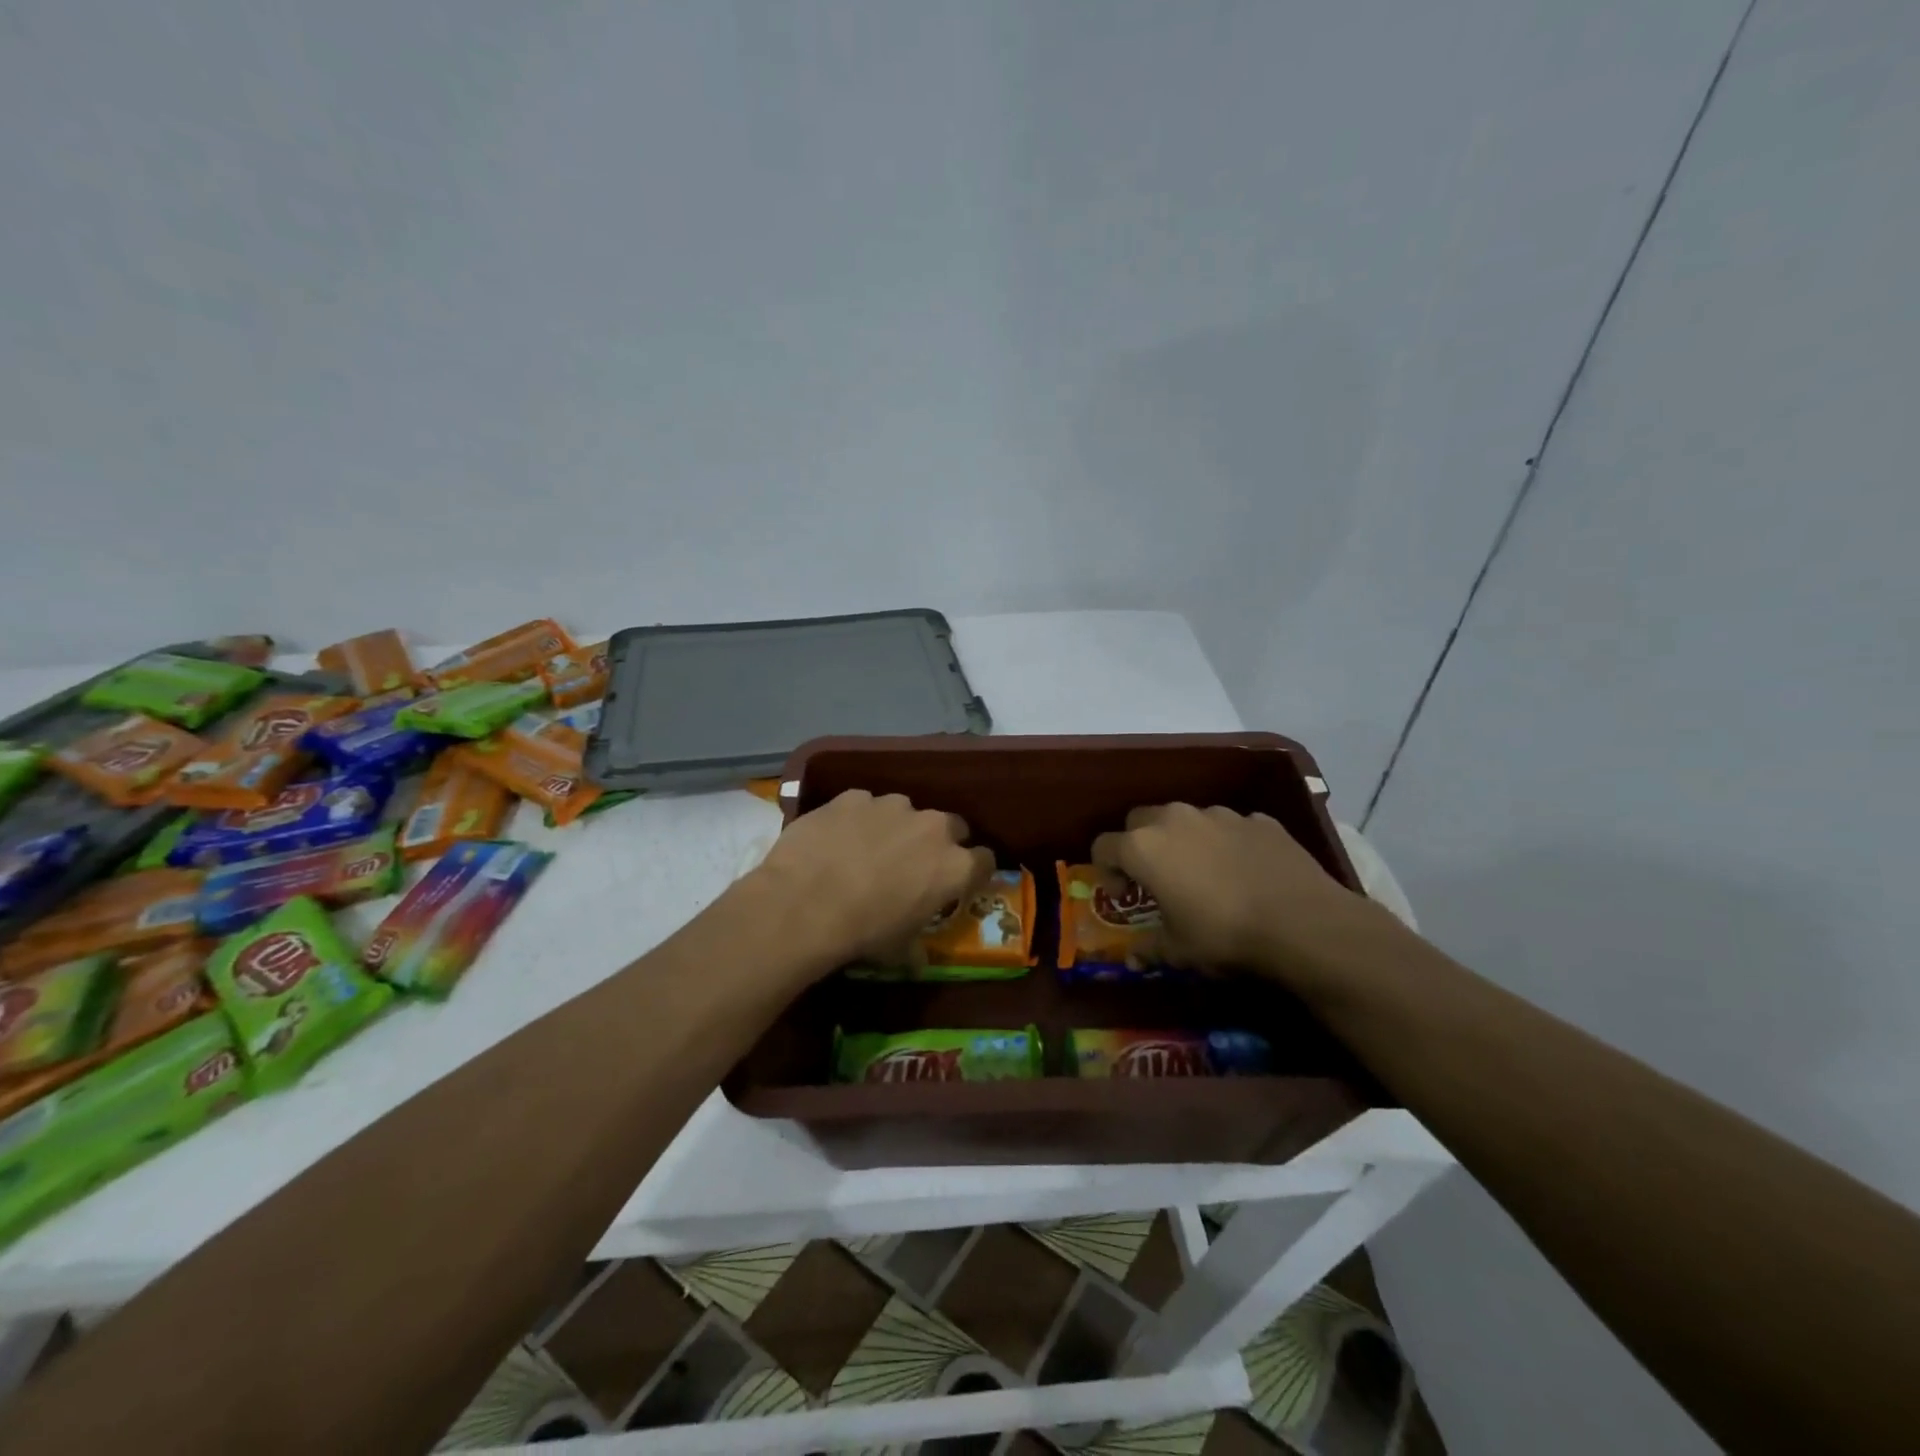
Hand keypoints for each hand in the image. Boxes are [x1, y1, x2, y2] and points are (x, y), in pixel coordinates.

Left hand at [749, 789, 994, 971]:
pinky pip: (864, 805)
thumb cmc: (862, 933)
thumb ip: (916, 946)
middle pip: (951, 827)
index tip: (959, 882)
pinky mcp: (854, 796)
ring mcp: (892, 806)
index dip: (973, 871)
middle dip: (938, 842)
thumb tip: (917, 958)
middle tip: (914, 864)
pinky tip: (836, 840)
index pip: (985, 860)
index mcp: (954, 866)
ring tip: (867, 850)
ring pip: (905, 811)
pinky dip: (856, 819)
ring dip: (895, 827)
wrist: (804, 904)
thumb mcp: (898, 950)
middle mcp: (933, 827)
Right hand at [1091, 803, 1385, 984]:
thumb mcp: (1178, 950)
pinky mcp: (1257, 819)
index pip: (1103, 846)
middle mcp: (1175, 819)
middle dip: (1139, 845)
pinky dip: (1226, 843)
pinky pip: (1229, 827)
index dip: (1106, 871)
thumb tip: (1133, 957)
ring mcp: (1219, 814)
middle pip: (1139, 821)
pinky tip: (1244, 872)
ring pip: (1186, 819)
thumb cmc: (1224, 934)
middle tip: (1156, 878)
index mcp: (1144, 847)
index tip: (1126, 896)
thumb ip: (1149, 947)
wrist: (1302, 922)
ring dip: (1183, 840)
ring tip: (1203, 874)